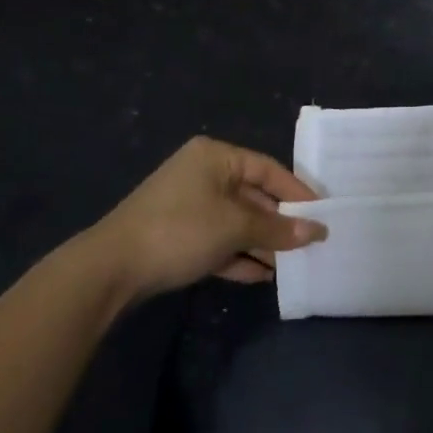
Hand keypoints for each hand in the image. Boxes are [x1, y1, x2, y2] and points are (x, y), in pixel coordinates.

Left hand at [81, 136, 326, 299]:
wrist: (109, 270)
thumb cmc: (180, 231)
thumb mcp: (235, 227)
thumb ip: (278, 228)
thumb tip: (318, 231)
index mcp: (215, 157)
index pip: (268, 170)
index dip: (297, 192)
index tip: (322, 214)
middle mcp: (202, 174)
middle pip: (253, 196)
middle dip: (280, 222)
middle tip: (309, 242)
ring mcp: (187, 205)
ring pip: (236, 221)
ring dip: (262, 242)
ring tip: (291, 264)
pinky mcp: (177, 235)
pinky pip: (218, 240)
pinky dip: (239, 254)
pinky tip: (262, 275)